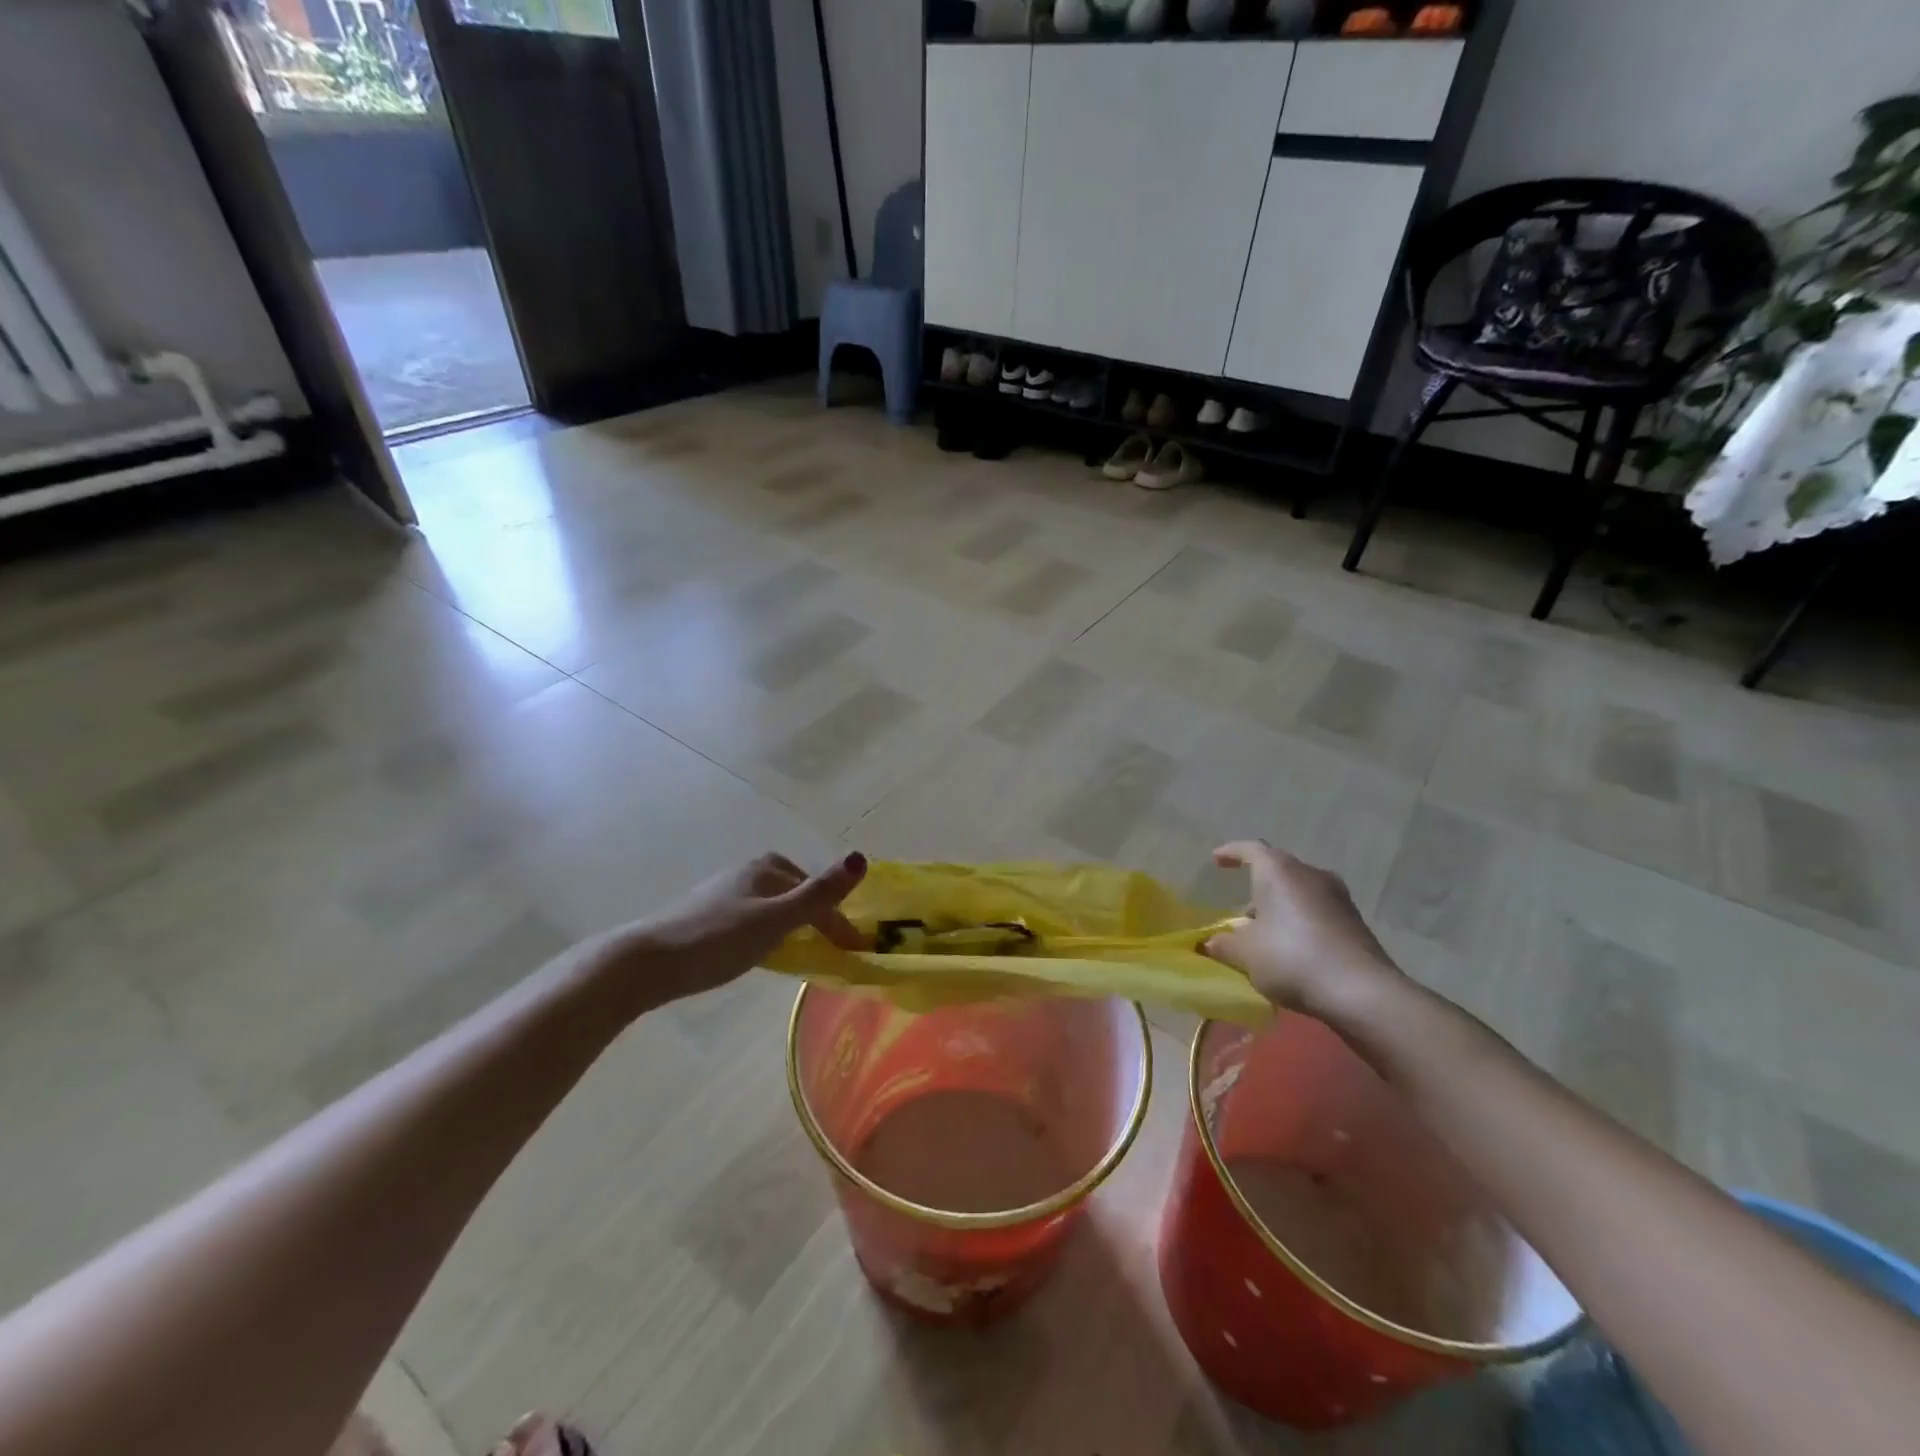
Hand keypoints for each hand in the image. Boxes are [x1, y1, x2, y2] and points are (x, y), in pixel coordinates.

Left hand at [612, 851, 868, 1005]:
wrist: (649, 961)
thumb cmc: (718, 938)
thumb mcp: (776, 919)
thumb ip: (820, 893)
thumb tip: (861, 858)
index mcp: (768, 867)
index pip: (816, 893)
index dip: (838, 922)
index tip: (854, 951)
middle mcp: (749, 871)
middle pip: (795, 892)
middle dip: (816, 915)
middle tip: (832, 947)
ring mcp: (726, 892)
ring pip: (774, 904)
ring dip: (792, 923)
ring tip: (802, 950)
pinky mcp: (708, 914)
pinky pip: (754, 917)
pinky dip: (769, 930)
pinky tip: (761, 949)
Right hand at [1201, 841, 1405, 1022]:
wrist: (1362, 992)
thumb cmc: (1292, 958)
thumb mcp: (1245, 954)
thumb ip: (1223, 944)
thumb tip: (1211, 941)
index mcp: (1279, 871)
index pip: (1251, 849)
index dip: (1231, 853)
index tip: (1216, 861)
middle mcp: (1310, 875)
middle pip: (1277, 871)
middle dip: (1257, 888)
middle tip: (1240, 913)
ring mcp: (1338, 898)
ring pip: (1299, 893)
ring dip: (1279, 908)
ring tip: (1264, 936)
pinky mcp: (1355, 923)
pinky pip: (1317, 912)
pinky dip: (1300, 923)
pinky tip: (1292, 950)